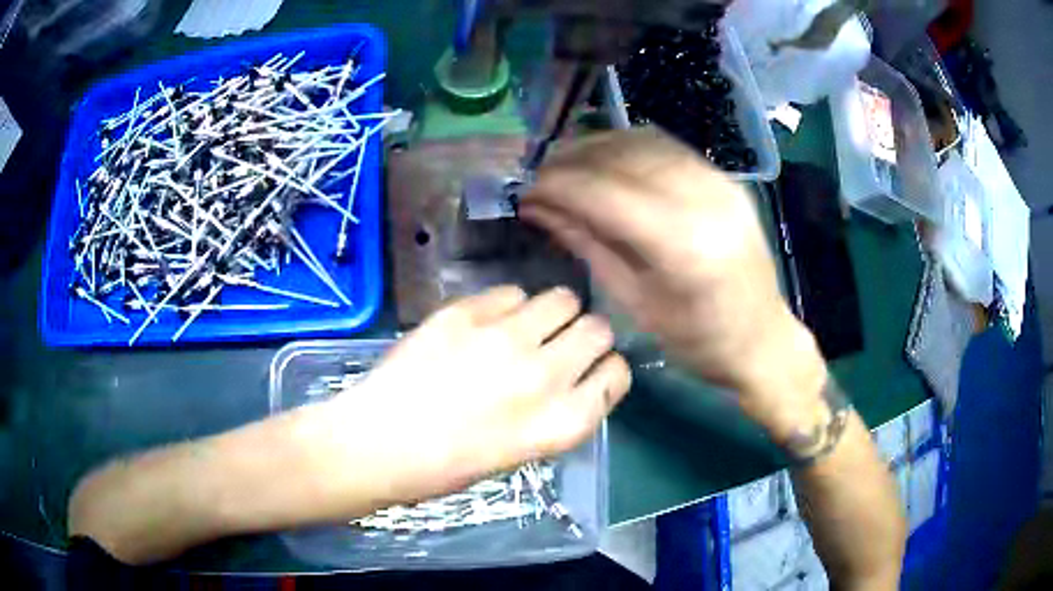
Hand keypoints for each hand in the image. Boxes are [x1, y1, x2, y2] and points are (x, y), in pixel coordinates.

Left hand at [328, 286, 630, 500]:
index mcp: (562, 423)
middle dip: (587, 334)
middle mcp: (545, 376)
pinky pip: (512, 292)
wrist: (379, 444)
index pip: (617, 374)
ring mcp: (506, 338)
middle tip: (561, 343)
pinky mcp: (467, 312)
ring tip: (527, 326)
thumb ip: (556, 412)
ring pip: (563, 298)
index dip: (606, 369)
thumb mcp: (521, 452)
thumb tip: (570, 376)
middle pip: (599, 329)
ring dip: (554, 312)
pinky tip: (487, 324)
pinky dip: (509, 305)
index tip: (590, 369)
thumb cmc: (448, 466)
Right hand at [521, 128, 826, 439]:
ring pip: (643, 142)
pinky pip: (667, 147)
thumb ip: (587, 244)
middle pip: (622, 157)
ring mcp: (718, 182)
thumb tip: (539, 209)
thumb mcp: (634, 301)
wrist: (761, 339)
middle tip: (539, 176)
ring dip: (596, 147)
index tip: (524, 190)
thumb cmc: (697, 340)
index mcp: (681, 244)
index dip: (556, 185)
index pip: (603, 193)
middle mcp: (703, 198)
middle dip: (571, 160)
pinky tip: (606, 161)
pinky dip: (628, 147)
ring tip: (565, 165)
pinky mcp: (724, 179)